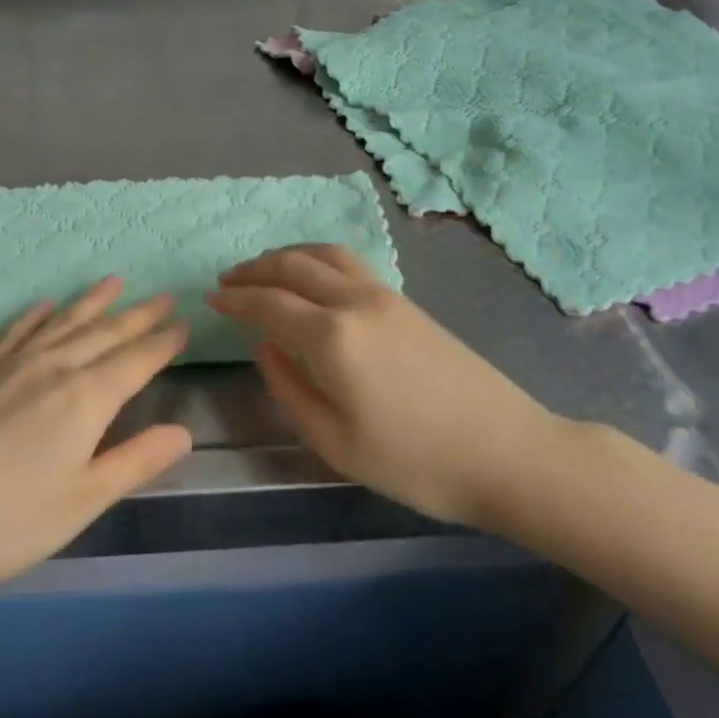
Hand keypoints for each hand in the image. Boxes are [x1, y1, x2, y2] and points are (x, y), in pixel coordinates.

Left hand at [0, 280, 191, 598]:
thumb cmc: (4, 521)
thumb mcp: (81, 502)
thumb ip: (134, 462)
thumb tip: (183, 432)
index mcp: (85, 399)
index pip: (136, 361)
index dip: (163, 342)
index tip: (184, 321)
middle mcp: (53, 367)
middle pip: (105, 333)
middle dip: (138, 315)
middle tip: (164, 295)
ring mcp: (12, 365)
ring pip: (64, 322)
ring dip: (92, 302)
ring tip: (114, 281)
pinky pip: (17, 331)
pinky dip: (36, 315)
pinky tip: (44, 306)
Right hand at [208, 244, 556, 530]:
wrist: (509, 453)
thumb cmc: (416, 462)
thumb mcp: (335, 443)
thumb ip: (289, 388)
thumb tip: (265, 346)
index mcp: (332, 338)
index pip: (267, 304)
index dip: (234, 300)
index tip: (209, 300)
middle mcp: (354, 302)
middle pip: (291, 267)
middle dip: (253, 270)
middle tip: (227, 281)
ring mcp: (384, 295)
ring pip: (322, 255)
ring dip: (285, 256)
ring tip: (263, 270)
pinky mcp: (405, 300)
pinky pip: (348, 262)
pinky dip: (316, 258)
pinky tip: (311, 275)